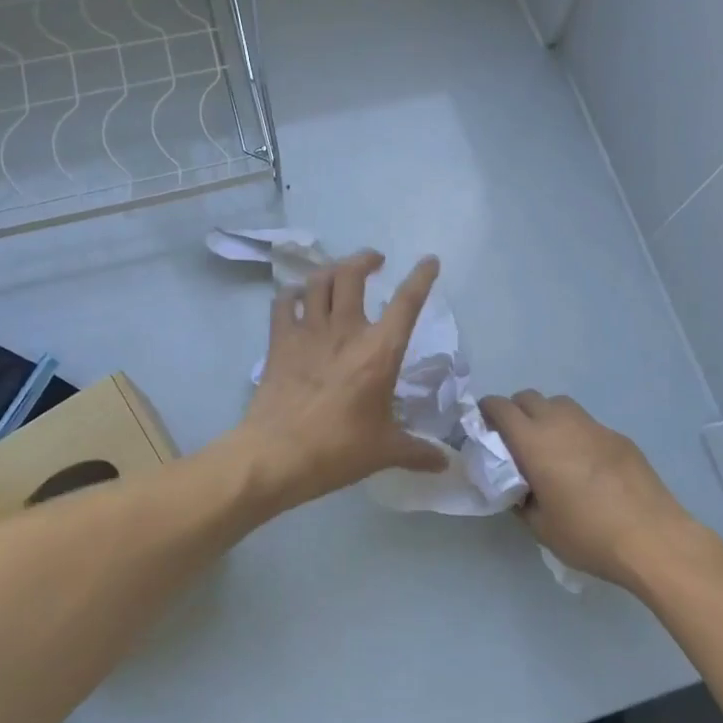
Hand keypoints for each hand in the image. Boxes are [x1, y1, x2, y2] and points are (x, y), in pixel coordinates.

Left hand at [234, 251, 447, 511]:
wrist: (276, 455)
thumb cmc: (337, 450)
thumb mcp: (384, 451)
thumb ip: (417, 451)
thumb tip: (446, 463)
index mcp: (379, 351)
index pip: (407, 302)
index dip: (421, 277)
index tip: (429, 261)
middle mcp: (345, 330)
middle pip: (351, 274)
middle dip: (365, 259)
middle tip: (374, 261)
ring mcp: (308, 331)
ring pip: (317, 281)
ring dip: (331, 270)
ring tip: (340, 274)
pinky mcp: (279, 340)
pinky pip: (284, 301)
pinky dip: (293, 293)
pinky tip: (298, 297)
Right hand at [480, 391, 693, 587]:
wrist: (652, 537)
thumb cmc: (588, 534)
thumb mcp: (540, 526)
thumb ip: (520, 500)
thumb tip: (517, 488)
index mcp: (533, 441)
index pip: (499, 406)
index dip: (486, 412)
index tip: (484, 430)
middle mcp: (560, 422)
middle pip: (528, 397)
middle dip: (516, 412)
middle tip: (516, 442)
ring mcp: (593, 425)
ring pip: (559, 404)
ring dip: (547, 417)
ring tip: (551, 449)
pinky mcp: (618, 436)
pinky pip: (586, 424)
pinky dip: (576, 434)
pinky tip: (586, 467)